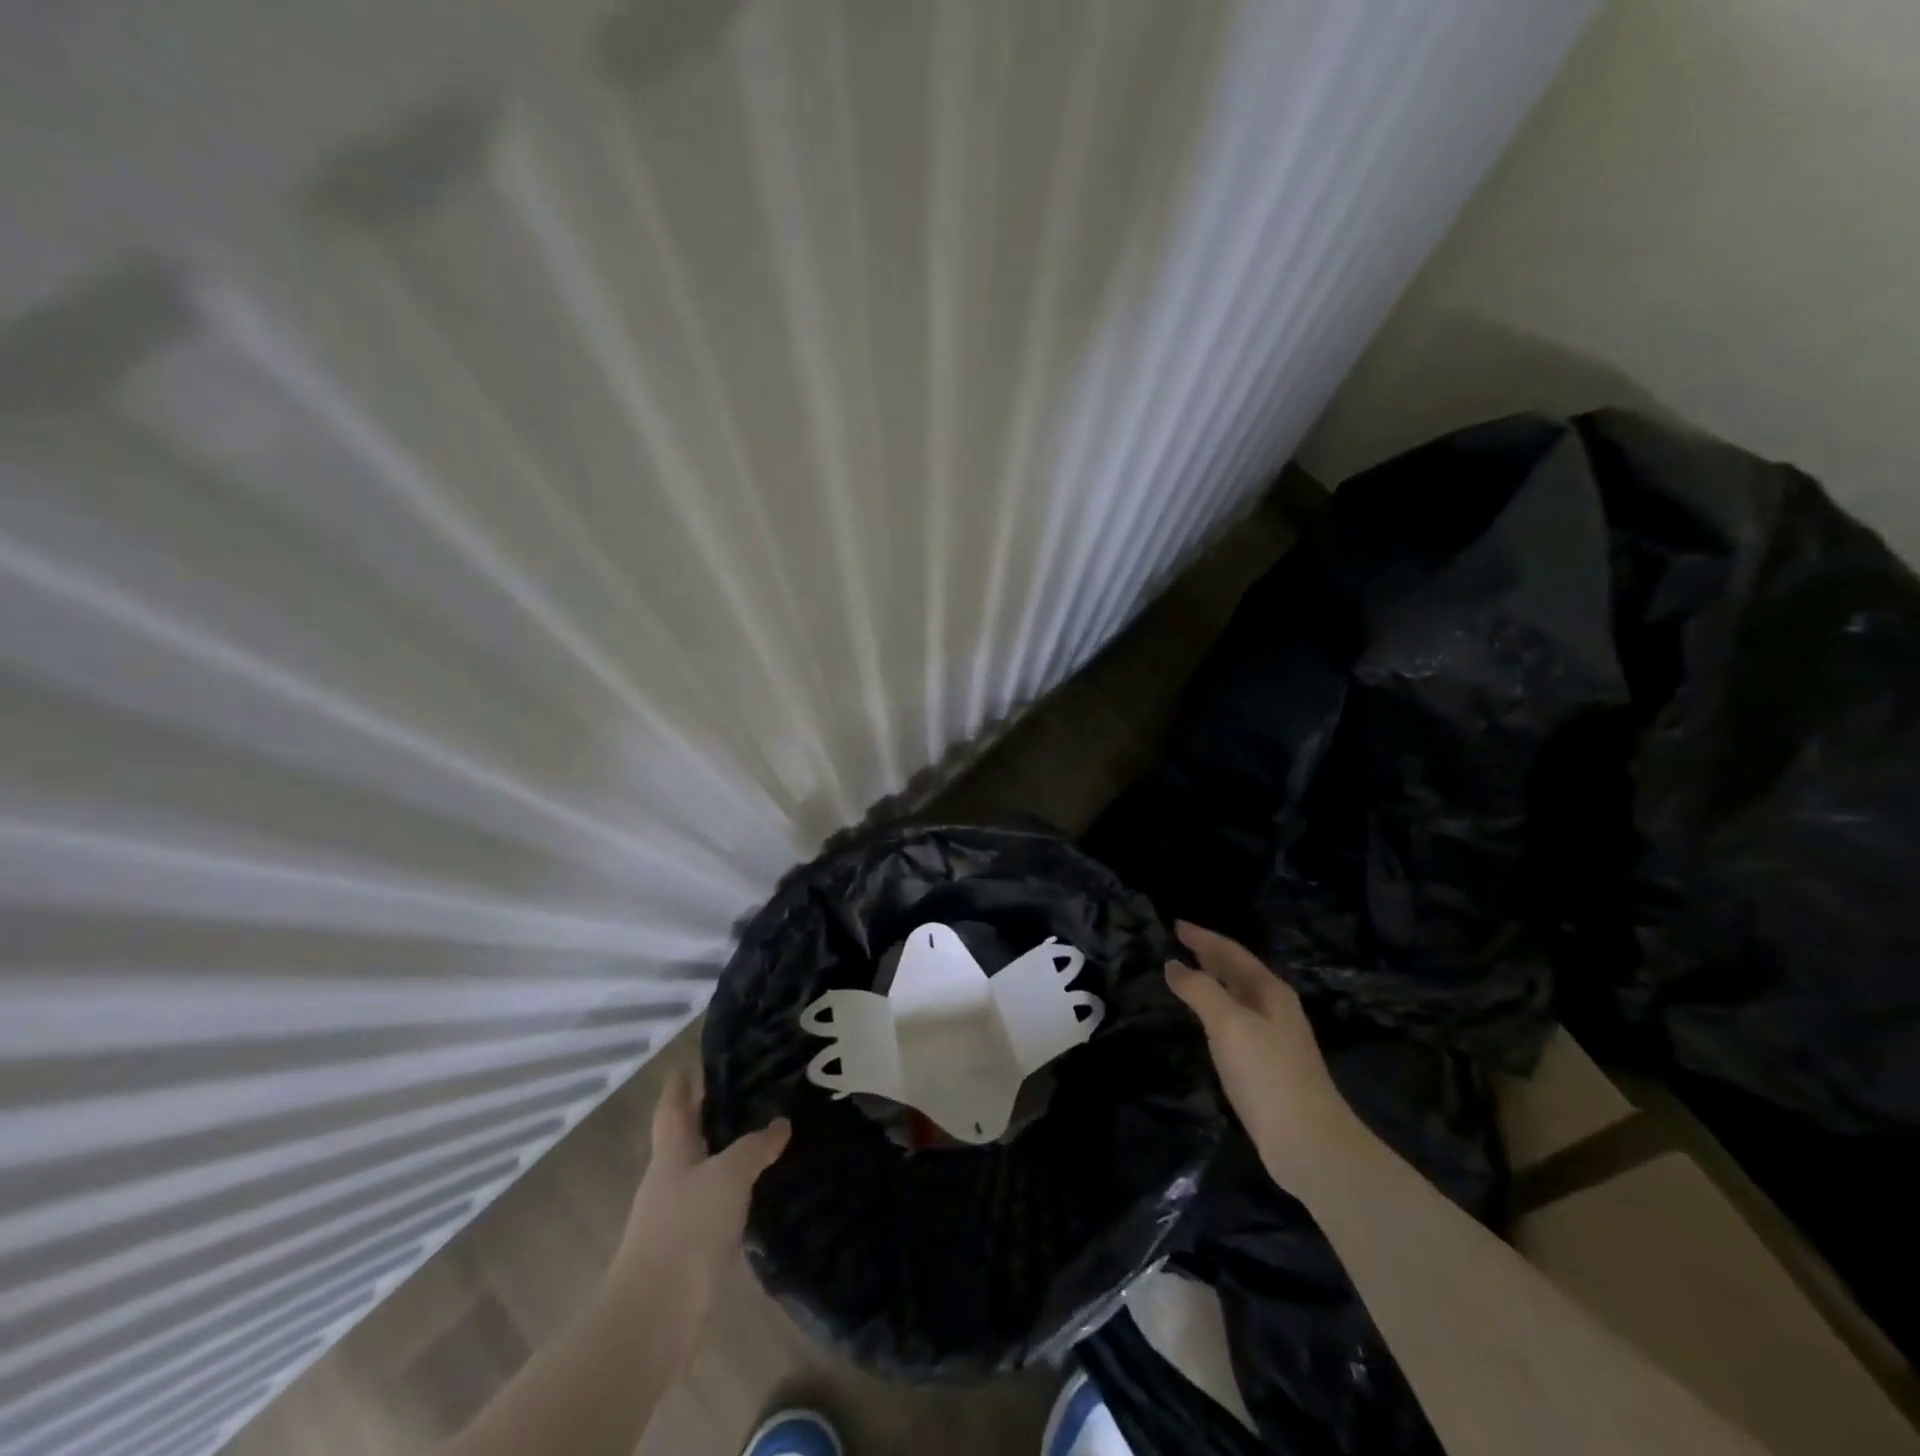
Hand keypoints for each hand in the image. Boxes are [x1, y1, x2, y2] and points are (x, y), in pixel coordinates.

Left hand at [612, 1069, 789, 1325]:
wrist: (653, 1321)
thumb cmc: (685, 1232)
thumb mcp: (727, 1177)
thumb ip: (754, 1148)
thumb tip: (780, 1123)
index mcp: (670, 1154)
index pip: (673, 1106)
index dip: (680, 1083)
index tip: (690, 1061)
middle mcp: (668, 1180)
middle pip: (686, 1137)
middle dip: (707, 1115)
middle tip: (743, 1090)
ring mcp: (674, 1218)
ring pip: (702, 1172)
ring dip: (723, 1154)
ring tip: (759, 1136)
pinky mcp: (686, 1251)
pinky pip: (712, 1207)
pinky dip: (731, 1192)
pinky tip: (754, 1192)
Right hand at [1164, 921, 1357, 1193]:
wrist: (1308, 1142)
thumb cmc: (1267, 1073)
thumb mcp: (1228, 1024)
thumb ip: (1199, 990)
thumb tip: (1173, 964)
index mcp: (1270, 991)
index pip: (1231, 952)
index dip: (1203, 937)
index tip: (1176, 924)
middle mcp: (1275, 1008)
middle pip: (1237, 971)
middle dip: (1209, 955)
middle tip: (1179, 942)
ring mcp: (1274, 1037)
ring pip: (1237, 996)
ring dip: (1212, 981)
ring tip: (1186, 974)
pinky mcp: (1268, 1064)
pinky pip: (1235, 1020)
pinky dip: (1215, 1008)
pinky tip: (1205, 1019)